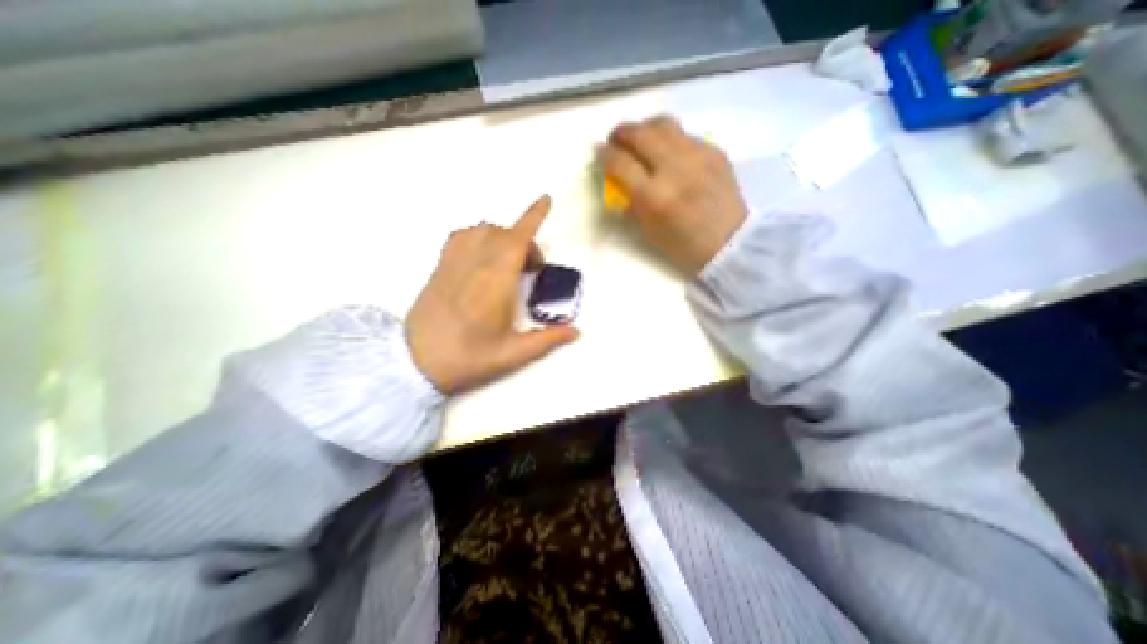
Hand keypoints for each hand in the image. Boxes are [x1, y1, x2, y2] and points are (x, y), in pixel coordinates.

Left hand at [406, 197, 583, 394]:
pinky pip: (462, 236)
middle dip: (526, 242)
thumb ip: (547, 339)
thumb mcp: (513, 354)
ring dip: (503, 237)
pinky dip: (479, 236)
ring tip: (509, 261)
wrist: (415, 362)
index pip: (517, 238)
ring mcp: (453, 262)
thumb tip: (576, 331)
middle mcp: (475, 263)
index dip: (533, 216)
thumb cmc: (468, 358)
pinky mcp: (440, 266)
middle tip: (533, 270)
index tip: (546, 199)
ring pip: (483, 230)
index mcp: (496, 281)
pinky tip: (483, 256)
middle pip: (505, 234)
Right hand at [597, 115, 749, 273]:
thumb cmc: (684, 246)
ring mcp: (696, 156)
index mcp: (653, 196)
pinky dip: (670, 139)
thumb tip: (617, 183)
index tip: (599, 152)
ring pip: (663, 124)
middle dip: (621, 133)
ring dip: (645, 128)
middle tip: (615, 140)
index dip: (604, 154)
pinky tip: (670, 153)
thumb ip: (631, 204)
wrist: (730, 242)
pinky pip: (685, 135)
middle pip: (640, 134)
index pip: (620, 162)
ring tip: (641, 139)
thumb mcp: (649, 232)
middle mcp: (673, 168)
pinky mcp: (714, 151)